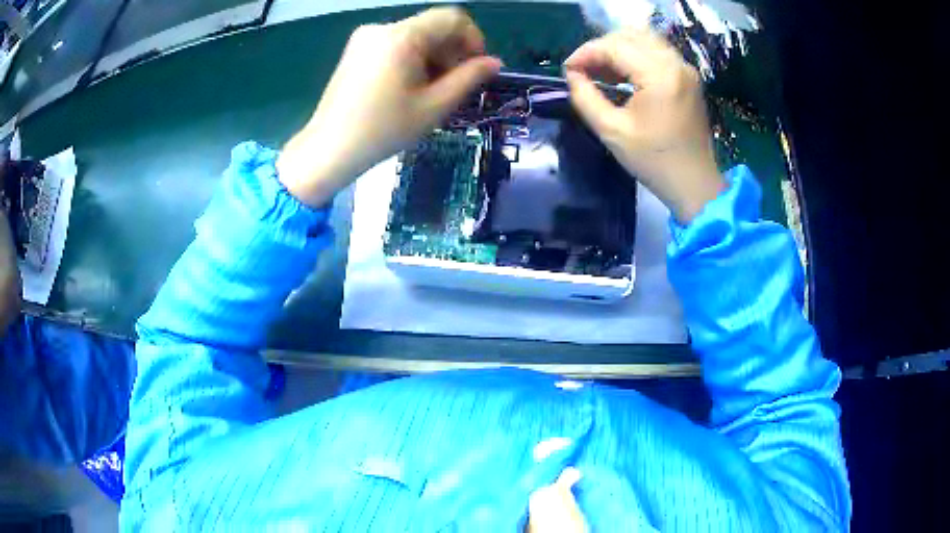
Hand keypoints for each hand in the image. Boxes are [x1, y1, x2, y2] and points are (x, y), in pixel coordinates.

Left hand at [277, 7, 502, 206]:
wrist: (328, 149)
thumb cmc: (383, 131)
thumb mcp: (434, 107)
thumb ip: (468, 79)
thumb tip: (495, 62)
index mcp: (402, 37)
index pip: (452, 18)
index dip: (473, 38)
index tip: (476, 67)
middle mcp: (382, 28)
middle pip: (432, 27)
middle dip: (451, 52)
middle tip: (453, 86)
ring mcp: (365, 38)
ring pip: (415, 36)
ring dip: (432, 57)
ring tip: (429, 92)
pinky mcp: (356, 50)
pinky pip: (396, 44)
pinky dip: (411, 59)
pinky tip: (407, 87)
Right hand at [564, 29, 725, 223]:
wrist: (694, 183)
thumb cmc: (654, 161)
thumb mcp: (611, 131)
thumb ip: (585, 97)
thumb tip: (572, 74)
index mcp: (659, 75)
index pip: (615, 46)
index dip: (586, 53)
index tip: (567, 69)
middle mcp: (675, 64)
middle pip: (630, 35)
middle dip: (601, 47)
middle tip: (583, 69)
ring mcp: (685, 69)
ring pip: (644, 39)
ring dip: (618, 48)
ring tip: (600, 70)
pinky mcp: (688, 77)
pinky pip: (657, 52)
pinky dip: (635, 55)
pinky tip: (622, 74)